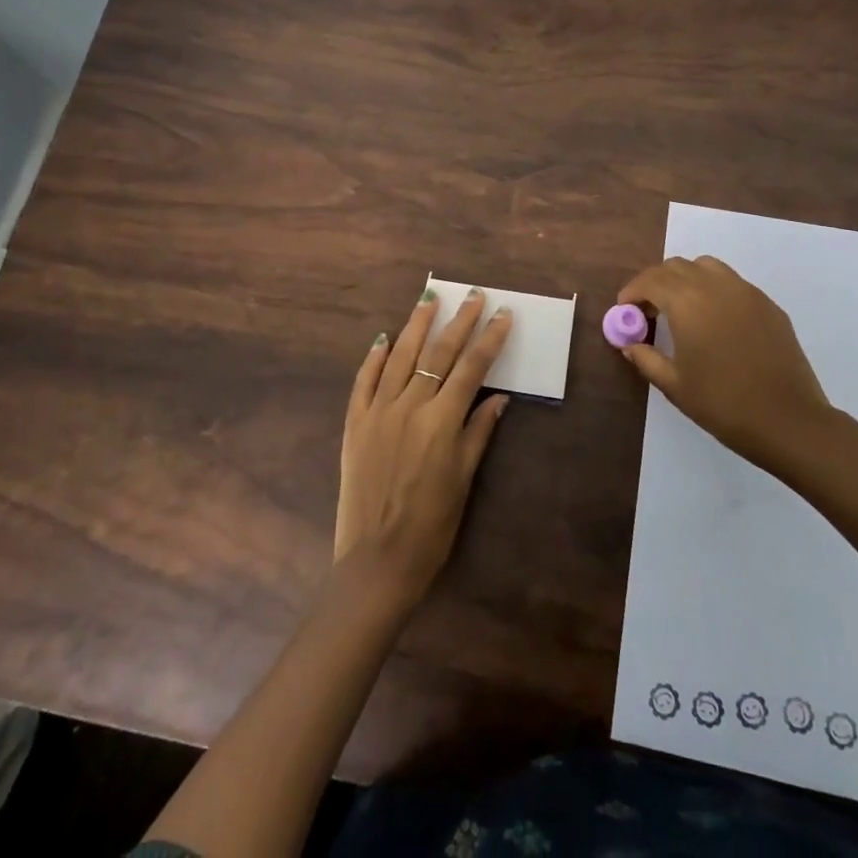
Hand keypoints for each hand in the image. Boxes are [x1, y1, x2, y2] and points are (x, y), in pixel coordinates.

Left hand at [334, 288, 511, 608]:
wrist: (376, 562)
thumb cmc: (431, 527)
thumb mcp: (463, 480)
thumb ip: (479, 432)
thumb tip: (498, 396)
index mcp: (441, 421)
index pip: (472, 368)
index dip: (489, 339)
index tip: (503, 315)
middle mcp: (409, 407)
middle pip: (438, 354)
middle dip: (459, 321)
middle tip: (472, 296)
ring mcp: (378, 412)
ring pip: (399, 356)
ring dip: (416, 326)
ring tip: (428, 300)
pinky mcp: (355, 424)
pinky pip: (363, 381)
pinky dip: (373, 358)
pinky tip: (383, 338)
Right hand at [615, 256, 834, 475]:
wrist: (789, 421)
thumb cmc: (723, 404)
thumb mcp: (674, 385)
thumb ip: (646, 358)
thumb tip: (630, 345)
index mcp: (688, 302)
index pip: (651, 280)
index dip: (632, 291)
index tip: (624, 310)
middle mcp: (715, 286)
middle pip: (676, 267)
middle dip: (656, 282)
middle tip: (648, 311)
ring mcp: (746, 292)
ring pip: (706, 267)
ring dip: (685, 279)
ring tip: (680, 308)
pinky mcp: (768, 305)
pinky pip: (732, 283)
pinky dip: (713, 290)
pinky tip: (714, 321)